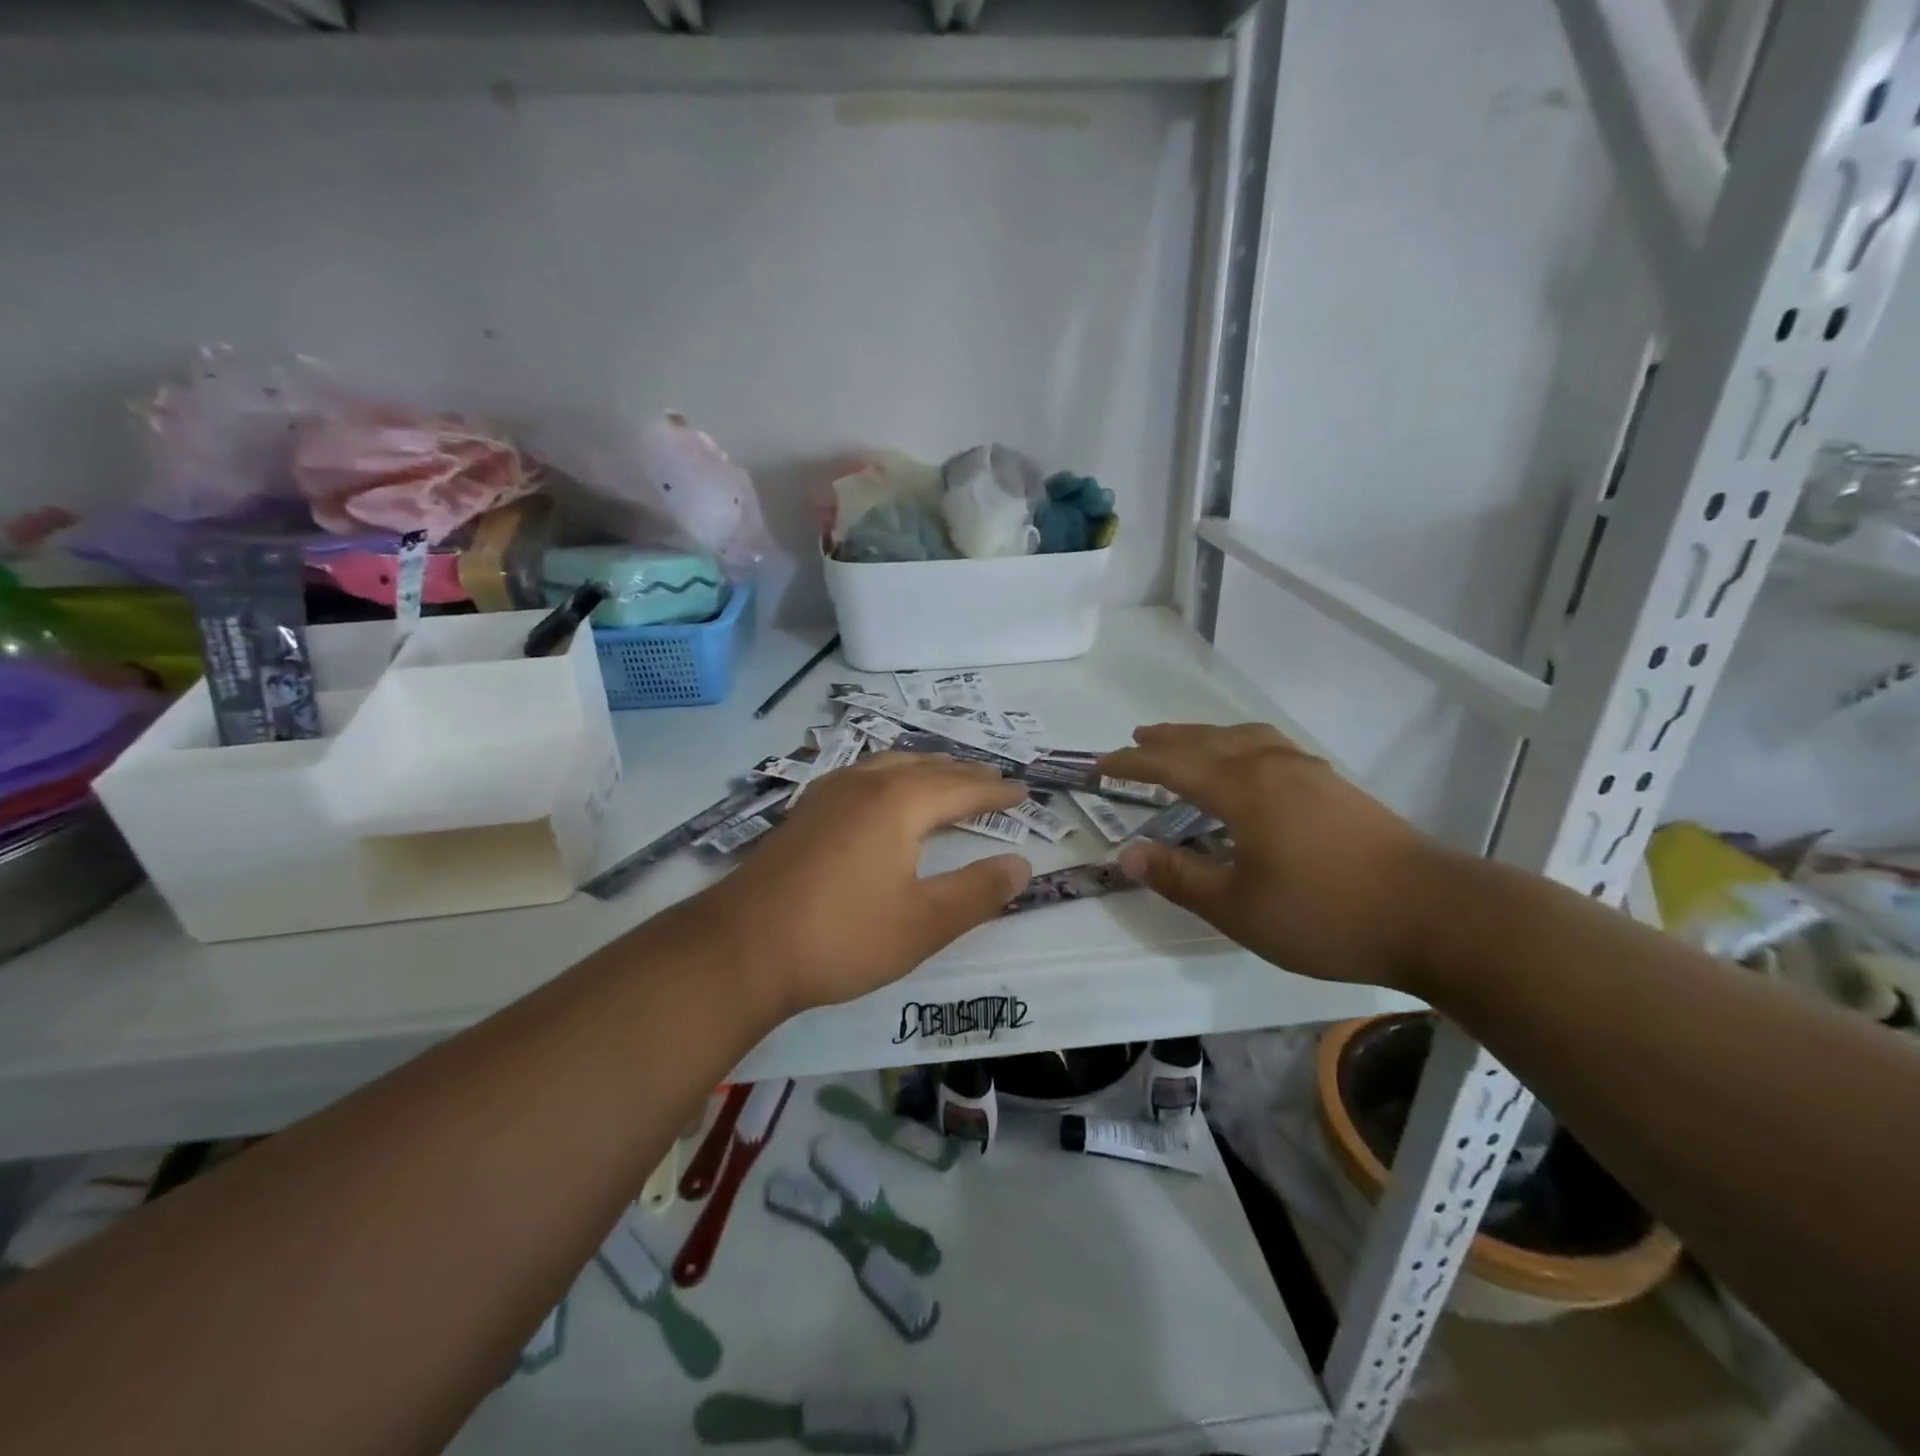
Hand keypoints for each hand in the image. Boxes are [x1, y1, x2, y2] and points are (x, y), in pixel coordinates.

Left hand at [683, 753, 1032, 1016]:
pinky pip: (862, 776)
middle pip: (926, 767)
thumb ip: (977, 892)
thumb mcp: (923, 924)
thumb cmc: (841, 936)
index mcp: (899, 802)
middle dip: (964, 774)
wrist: (741, 948)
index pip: (961, 787)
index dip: (995, 791)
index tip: (1024, 790)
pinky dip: (891, 777)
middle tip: (993, 782)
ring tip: (945, 778)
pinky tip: (881, 793)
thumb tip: (1021, 865)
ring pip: (889, 765)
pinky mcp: (804, 812)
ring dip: (925, 769)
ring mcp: (828, 794)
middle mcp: (865, 784)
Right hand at [1100, 723, 1440, 990]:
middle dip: (1167, 740)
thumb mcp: (1238, 908)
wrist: (1437, 915)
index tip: (1099, 765)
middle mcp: (1273, 766)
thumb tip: (1127, 854)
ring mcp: (1310, 773)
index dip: (1132, 764)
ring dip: (1207, 737)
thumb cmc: (1325, 914)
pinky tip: (1251, 766)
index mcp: (1244, 789)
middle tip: (1136, 739)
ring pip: (1245, 738)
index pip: (1172, 766)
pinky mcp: (1337, 788)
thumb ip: (1180, 877)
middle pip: (1208, 741)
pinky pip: (1272, 748)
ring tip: (1187, 743)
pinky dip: (1241, 746)